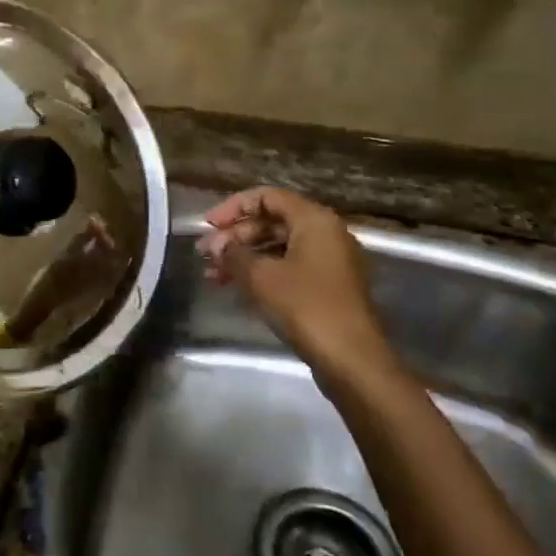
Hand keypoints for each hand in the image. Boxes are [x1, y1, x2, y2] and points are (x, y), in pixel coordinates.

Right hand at [196, 188, 399, 385]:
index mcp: (314, 220)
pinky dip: (261, 272)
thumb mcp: (261, 277)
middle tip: (205, 255)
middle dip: (235, 236)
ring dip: (244, 257)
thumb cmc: (305, 306)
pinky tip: (235, 287)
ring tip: (212, 274)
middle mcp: (326, 233)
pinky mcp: (327, 287)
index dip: (233, 207)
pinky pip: (288, 267)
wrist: (350, 358)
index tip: (207, 226)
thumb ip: (234, 255)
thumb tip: (216, 246)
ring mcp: (329, 261)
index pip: (267, 197)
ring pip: (278, 247)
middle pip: (272, 221)